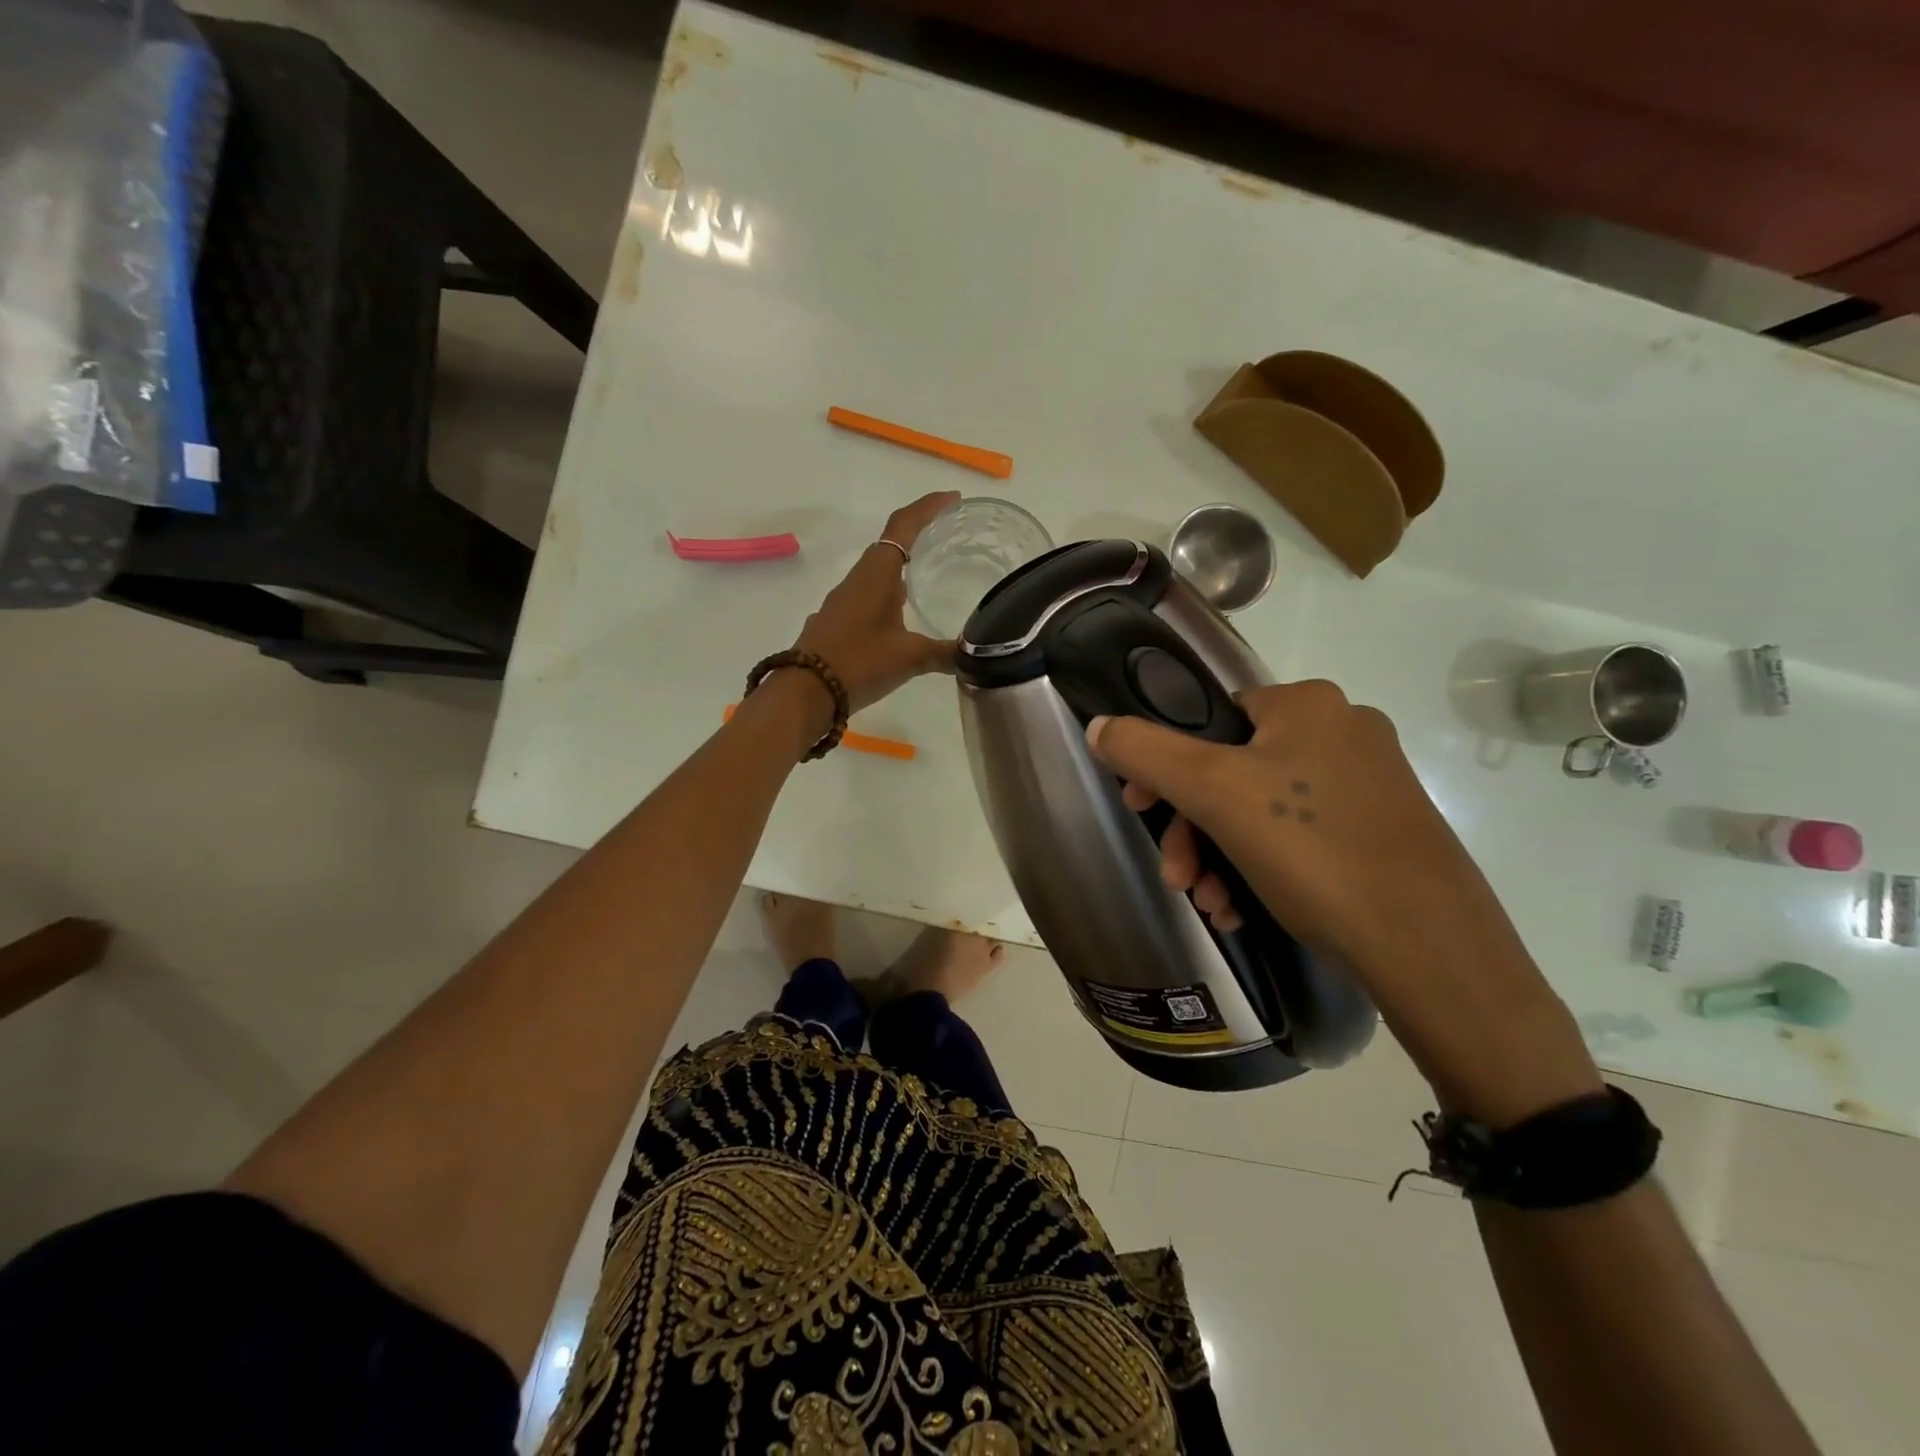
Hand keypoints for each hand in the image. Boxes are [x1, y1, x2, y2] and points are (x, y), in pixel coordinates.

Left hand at [792, 491, 959, 712]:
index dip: (929, 508)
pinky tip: (900, 618)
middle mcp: (858, 579)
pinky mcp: (834, 622)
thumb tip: (975, 655)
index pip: (904, 525)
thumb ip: (945, 653)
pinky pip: (866, 596)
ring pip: (876, 573)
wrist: (805, 692)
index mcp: (877, 573)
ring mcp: (842, 600)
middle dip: (918, 536)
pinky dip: (887, 594)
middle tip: (948, 538)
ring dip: (901, 568)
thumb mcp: (910, 657)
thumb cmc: (860, 662)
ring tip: (929, 577)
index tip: (953, 500)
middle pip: (890, 545)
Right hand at [1086, 682, 1599, 1120]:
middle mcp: (1343, 730)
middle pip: (1230, 770)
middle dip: (1192, 828)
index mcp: (1306, 704)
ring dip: (1220, 856)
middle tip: (1177, 877)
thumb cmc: (1312, 849)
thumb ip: (1145, 751)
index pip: (1208, 718)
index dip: (1164, 765)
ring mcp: (1369, 783)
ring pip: (1261, 810)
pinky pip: (1299, 836)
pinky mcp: (1384, 830)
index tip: (1141, 810)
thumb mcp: (1212, 792)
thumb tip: (1099, 726)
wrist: (1429, 946)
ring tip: (1211, 905)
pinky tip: (1245, 911)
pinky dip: (1261, 869)